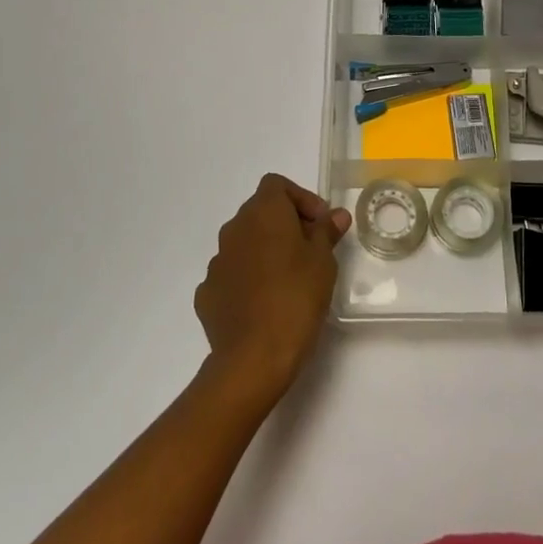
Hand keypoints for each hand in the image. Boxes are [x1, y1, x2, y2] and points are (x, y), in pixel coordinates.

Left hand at [194, 174, 349, 409]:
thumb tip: (335, 215)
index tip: (320, 224)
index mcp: (262, 213)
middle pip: (260, 211)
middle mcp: (234, 229)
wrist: (253, 357)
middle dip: (285, 224)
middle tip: (311, 250)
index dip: (300, 199)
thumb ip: (326, 231)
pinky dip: (248, 278)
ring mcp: (216, 262)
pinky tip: (265, 303)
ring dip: (265, 251)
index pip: (277, 185)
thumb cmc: (296, 298)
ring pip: (245, 243)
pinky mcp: (207, 293)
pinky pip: (232, 274)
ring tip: (289, 279)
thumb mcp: (323, 261)